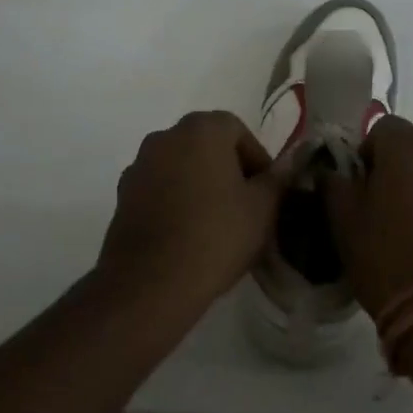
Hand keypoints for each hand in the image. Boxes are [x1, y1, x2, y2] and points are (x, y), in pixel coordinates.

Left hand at [98, 111, 284, 320]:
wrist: (150, 282)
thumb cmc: (215, 236)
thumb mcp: (262, 209)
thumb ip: (277, 179)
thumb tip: (289, 162)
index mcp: (201, 129)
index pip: (238, 130)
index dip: (257, 159)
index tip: (266, 192)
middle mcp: (166, 136)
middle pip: (207, 145)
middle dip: (228, 170)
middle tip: (246, 207)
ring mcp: (139, 165)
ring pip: (181, 166)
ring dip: (199, 184)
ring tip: (216, 223)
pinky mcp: (123, 195)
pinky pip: (159, 188)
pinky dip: (175, 201)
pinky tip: (187, 234)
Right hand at [324, 116, 412, 318]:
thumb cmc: (388, 257)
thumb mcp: (342, 221)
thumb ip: (332, 183)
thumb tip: (331, 170)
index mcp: (406, 146)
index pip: (381, 127)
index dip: (366, 152)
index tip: (358, 185)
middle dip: (396, 166)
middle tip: (380, 205)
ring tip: (410, 225)